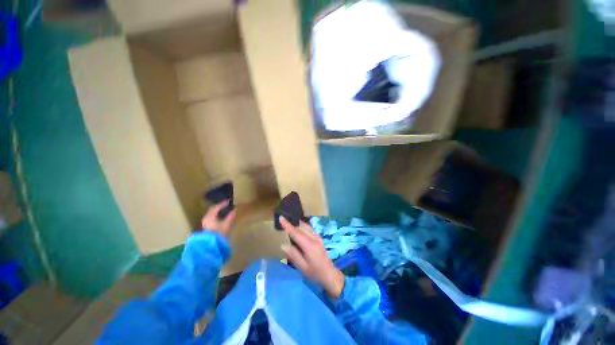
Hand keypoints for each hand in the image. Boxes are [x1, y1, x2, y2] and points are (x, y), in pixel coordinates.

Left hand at [200, 200, 235, 236]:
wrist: (210, 246)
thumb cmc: (219, 234)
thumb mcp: (227, 224)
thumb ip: (231, 216)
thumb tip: (235, 209)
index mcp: (210, 216)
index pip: (216, 207)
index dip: (222, 203)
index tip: (229, 201)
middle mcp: (206, 218)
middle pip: (212, 210)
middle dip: (219, 206)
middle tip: (225, 204)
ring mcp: (204, 223)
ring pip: (211, 214)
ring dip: (216, 211)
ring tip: (223, 210)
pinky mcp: (205, 228)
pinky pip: (210, 218)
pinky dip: (215, 216)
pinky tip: (219, 218)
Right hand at [279, 217, 344, 298]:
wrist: (329, 274)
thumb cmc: (315, 272)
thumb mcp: (302, 267)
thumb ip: (293, 255)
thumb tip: (283, 245)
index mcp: (309, 245)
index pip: (296, 233)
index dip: (288, 225)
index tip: (281, 218)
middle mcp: (314, 238)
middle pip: (301, 228)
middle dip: (291, 224)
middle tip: (282, 221)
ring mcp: (318, 237)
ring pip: (306, 226)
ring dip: (297, 224)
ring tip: (289, 223)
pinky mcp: (319, 238)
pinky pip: (309, 228)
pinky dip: (302, 226)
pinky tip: (299, 228)